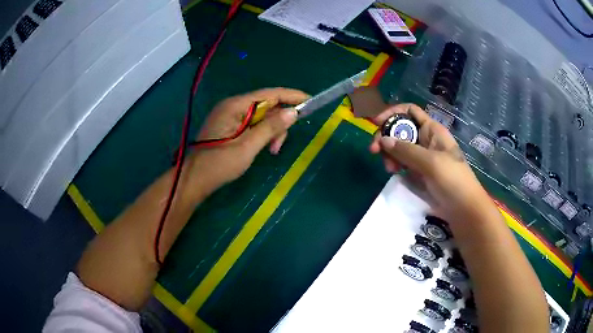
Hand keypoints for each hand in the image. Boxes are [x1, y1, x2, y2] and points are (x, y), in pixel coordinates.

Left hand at [186, 88, 308, 192]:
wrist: (194, 180)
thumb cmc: (220, 164)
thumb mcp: (248, 147)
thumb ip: (271, 127)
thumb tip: (293, 112)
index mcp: (235, 105)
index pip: (270, 93)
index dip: (291, 96)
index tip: (310, 101)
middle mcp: (232, 105)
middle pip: (266, 105)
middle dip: (278, 122)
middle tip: (279, 145)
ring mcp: (229, 115)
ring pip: (260, 116)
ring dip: (270, 130)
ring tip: (271, 150)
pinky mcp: (228, 126)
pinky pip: (251, 124)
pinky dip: (261, 134)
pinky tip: (263, 147)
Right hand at [369, 104, 495, 222]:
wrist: (463, 208)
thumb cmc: (453, 179)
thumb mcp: (431, 162)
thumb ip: (406, 150)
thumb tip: (383, 140)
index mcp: (432, 130)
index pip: (410, 111)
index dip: (393, 113)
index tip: (376, 123)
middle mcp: (425, 140)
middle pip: (400, 129)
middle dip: (386, 136)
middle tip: (374, 150)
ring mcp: (421, 156)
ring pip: (399, 147)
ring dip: (389, 153)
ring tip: (388, 168)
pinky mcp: (418, 172)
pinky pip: (402, 162)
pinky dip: (394, 164)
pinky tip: (393, 172)